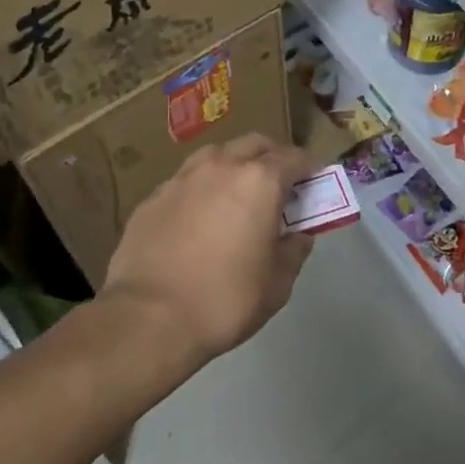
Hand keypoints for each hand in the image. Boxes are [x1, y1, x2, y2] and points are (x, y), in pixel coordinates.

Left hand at [101, 134, 314, 364]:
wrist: (148, 318)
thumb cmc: (225, 300)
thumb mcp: (277, 284)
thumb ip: (294, 251)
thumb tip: (299, 235)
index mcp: (260, 182)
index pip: (295, 157)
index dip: (310, 167)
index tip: (316, 180)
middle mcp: (221, 166)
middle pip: (255, 144)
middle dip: (272, 157)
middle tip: (280, 184)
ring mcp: (183, 178)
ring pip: (217, 155)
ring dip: (234, 165)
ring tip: (237, 192)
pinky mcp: (153, 196)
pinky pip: (186, 180)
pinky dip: (202, 188)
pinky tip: (199, 215)